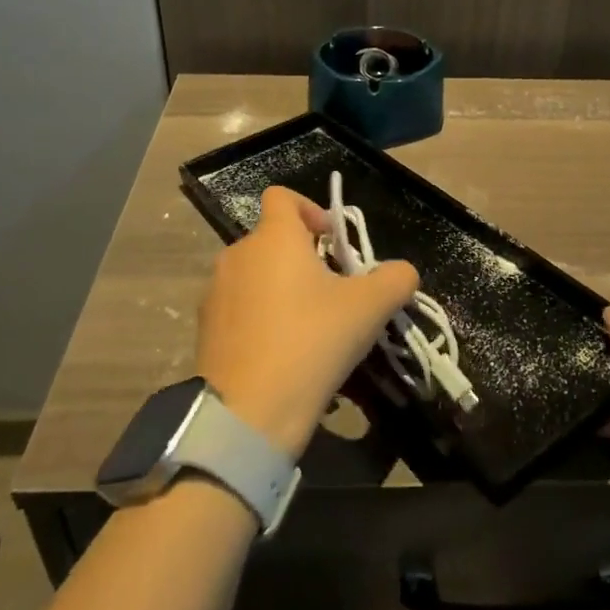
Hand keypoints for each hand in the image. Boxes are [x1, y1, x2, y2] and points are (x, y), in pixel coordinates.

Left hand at [195, 186, 418, 457]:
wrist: (248, 413)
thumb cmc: (311, 342)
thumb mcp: (369, 308)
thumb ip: (395, 279)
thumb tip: (402, 271)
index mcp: (274, 238)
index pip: (283, 197)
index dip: (312, 210)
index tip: (335, 243)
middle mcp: (237, 254)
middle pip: (274, 240)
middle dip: (306, 258)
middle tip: (335, 294)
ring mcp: (215, 292)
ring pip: (257, 275)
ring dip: (284, 289)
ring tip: (311, 329)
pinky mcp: (206, 328)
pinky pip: (241, 308)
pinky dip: (262, 318)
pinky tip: (283, 354)